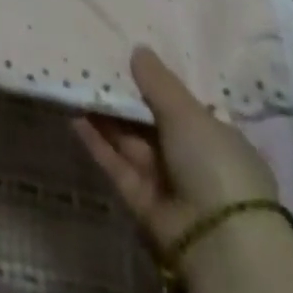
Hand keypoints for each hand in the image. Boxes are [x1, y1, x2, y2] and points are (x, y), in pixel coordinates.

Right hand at [73, 46, 278, 251]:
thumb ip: (158, 80)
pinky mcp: (142, 201)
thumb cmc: (214, 164)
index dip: (157, 85)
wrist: (218, 243)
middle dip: (125, 98)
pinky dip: (96, 142)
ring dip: (105, 116)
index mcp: (217, 139)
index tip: (128, 58)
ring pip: (130, 141)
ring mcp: (167, 183)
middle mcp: (193, 161)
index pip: (183, 107)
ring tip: (75, 82)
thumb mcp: (187, 111)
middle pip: (151, 123)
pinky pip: (116, 164)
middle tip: (92, 64)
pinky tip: (74, 115)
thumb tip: (138, 49)